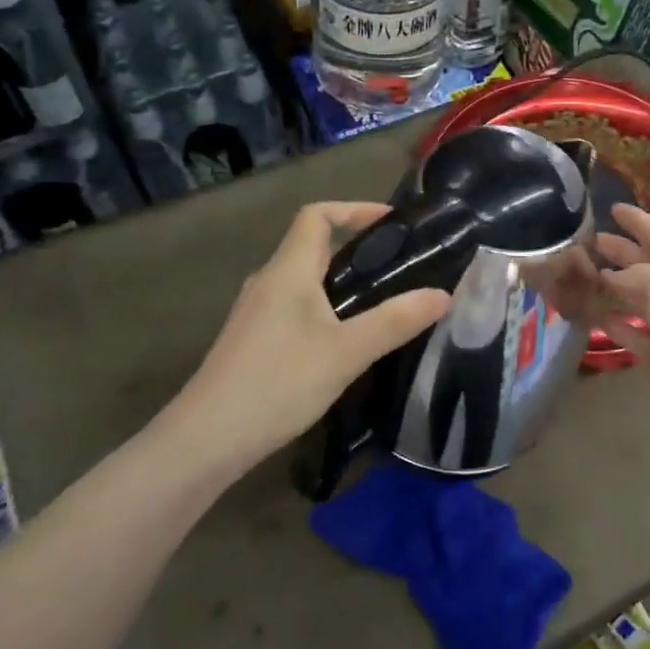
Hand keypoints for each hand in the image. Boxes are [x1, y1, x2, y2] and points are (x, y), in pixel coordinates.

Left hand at [167, 202, 450, 476]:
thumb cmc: (278, 383)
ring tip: (379, 302)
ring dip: (339, 280)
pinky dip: (323, 307)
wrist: (206, 439)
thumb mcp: (347, 352)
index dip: (354, 209)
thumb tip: (443, 295)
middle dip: (354, 247)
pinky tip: (343, 341)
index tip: (391, 222)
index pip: (317, 215)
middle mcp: (267, 281)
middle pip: (311, 245)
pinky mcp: (251, 340)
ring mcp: (255, 312)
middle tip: (398, 266)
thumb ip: (395, 321)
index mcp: (288, 270)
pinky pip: (293, 306)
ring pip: (302, 280)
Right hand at [596, 203, 649, 446]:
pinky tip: (593, 317)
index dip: (637, 220)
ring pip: (635, 299)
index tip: (613, 207)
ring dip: (611, 287)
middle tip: (588, 242)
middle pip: (645, 265)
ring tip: (582, 277)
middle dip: (620, 251)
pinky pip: (632, 334)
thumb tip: (611, 276)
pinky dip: (614, 324)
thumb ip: (635, 275)